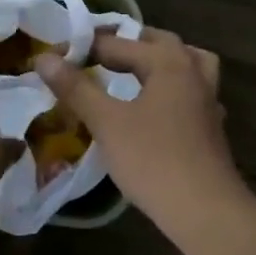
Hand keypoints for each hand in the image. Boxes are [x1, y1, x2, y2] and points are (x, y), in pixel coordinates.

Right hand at [35, 29, 243, 231]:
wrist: (205, 211)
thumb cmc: (153, 161)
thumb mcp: (106, 122)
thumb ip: (76, 88)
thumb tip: (44, 58)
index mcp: (168, 62)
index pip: (117, 44)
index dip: (82, 49)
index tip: (53, 60)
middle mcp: (193, 72)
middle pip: (159, 43)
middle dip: (126, 45)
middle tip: (94, 56)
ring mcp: (207, 100)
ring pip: (185, 64)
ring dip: (158, 62)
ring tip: (133, 71)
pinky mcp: (211, 126)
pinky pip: (190, 92)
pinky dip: (171, 89)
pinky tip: (155, 108)